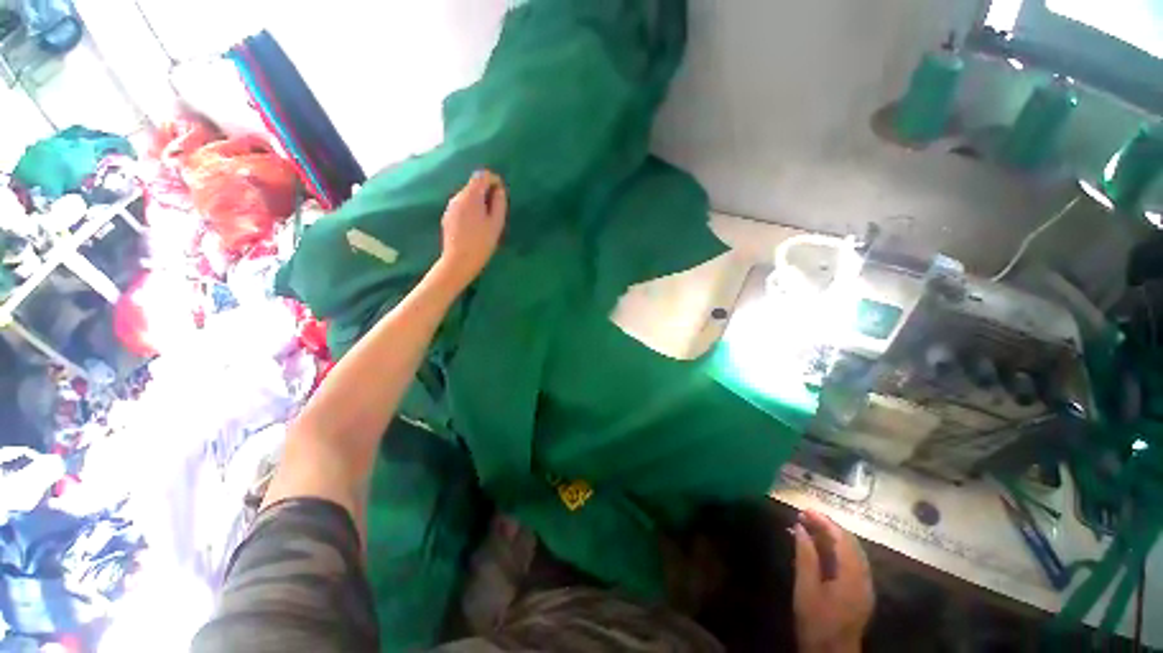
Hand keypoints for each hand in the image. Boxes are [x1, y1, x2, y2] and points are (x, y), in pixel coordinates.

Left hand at [435, 170, 507, 289]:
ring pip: (468, 196)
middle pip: (474, 185)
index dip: (494, 180)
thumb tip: (499, 190)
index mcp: (471, 196)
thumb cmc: (481, 243)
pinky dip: (471, 209)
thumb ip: (499, 203)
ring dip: (479, 202)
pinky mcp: (448, 216)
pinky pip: (462, 206)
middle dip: (487, 192)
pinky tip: (475, 227)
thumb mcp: (496, 223)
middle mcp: (458, 197)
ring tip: (487, 221)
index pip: (482, 176)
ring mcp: (451, 207)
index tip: (502, 194)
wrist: (459, 261)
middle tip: (497, 210)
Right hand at [792, 511, 873, 652]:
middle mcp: (864, 578)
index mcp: (852, 577)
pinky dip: (835, 549)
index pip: (842, 539)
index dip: (824, 521)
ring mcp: (864, 586)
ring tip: (808, 527)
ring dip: (831, 537)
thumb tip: (800, 528)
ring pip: (852, 552)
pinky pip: (851, 562)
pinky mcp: (860, 592)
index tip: (804, 510)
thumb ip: (805, 556)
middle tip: (804, 516)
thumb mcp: (806, 588)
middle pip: (850, 543)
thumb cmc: (816, 622)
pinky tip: (819, 548)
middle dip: (828, 526)